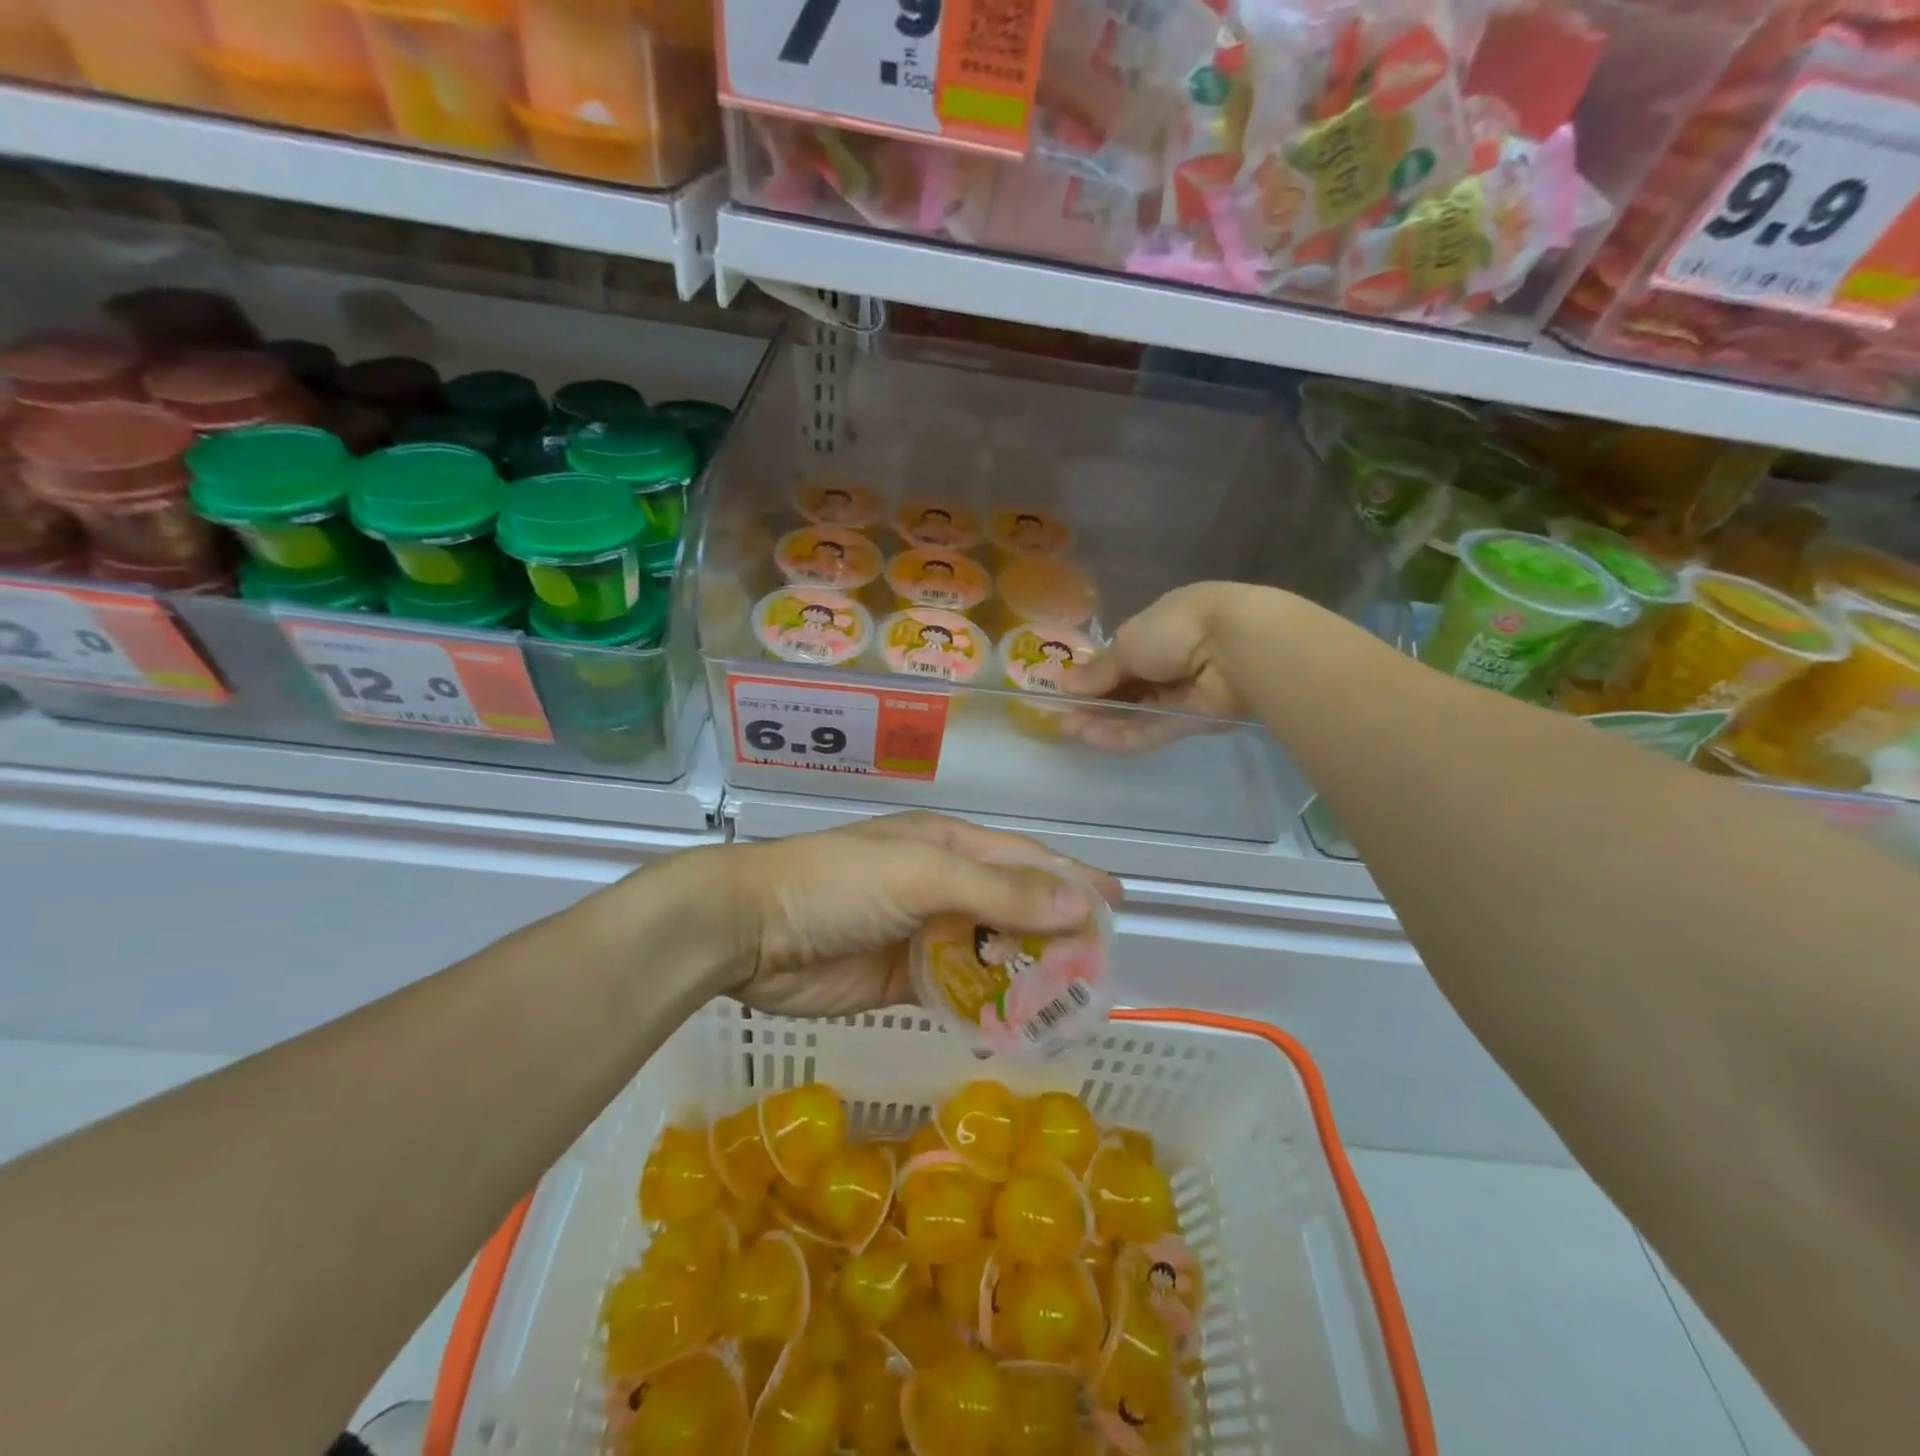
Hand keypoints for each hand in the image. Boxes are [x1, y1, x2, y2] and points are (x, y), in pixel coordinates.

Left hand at [719, 812, 1121, 1018]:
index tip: (1118, 904)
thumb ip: (998, 892)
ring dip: (1024, 973)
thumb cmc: (838, 884)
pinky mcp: (900, 978)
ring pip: (988, 952)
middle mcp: (940, 885)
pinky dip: (984, 1004)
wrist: (750, 931)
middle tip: (1099, 970)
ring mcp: (920, 933)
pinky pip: (955, 989)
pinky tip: (1014, 1026)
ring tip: (1070, 1005)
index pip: (1025, 861)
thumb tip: (1078, 906)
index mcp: (947, 846)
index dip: (1071, 880)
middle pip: (1012, 908)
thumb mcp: (923, 874)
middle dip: (1055, 934)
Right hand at [1059, 582, 1282, 752]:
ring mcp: (1184, 692)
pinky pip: (1152, 729)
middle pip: (1128, 687)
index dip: (1094, 674)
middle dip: (1094, 701)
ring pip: (1137, 711)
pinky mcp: (1193, 722)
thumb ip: (1099, 670)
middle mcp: (1173, 659)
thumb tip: (1065, 685)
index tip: (1067, 689)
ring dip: (1103, 720)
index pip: (1123, 655)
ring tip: (1068, 728)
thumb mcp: (1127, 643)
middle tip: (1061, 715)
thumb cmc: (1176, 628)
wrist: (1235, 647)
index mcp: (1161, 627)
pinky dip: (1123, 734)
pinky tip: (1092, 738)